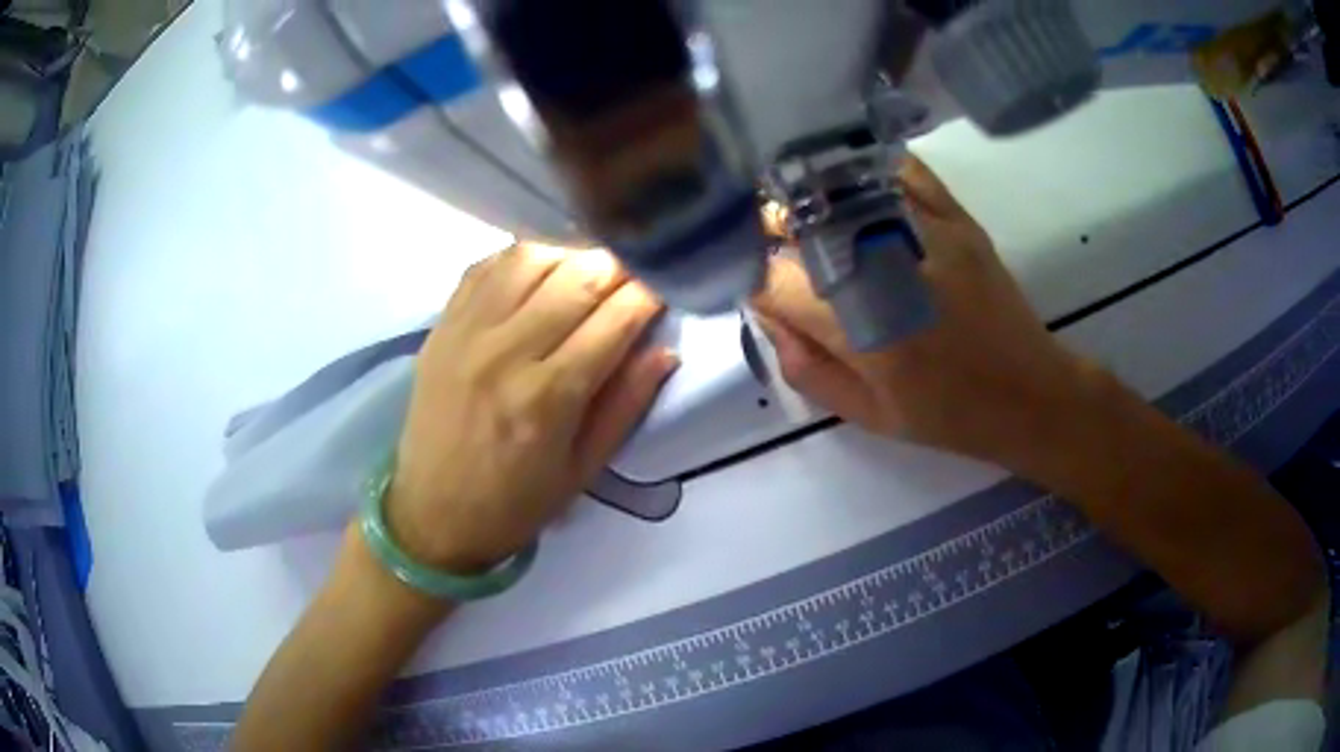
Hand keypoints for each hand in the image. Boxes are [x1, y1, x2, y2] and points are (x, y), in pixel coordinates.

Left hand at [386, 244, 677, 571]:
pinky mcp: (442, 325)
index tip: (667, 287)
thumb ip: (626, 405)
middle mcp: (506, 352)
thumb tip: (666, 349)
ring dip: (572, 255)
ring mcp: (467, 332)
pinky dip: (523, 257)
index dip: (650, 294)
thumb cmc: (514, 504)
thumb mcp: (583, 470)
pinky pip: (487, 266)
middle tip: (637, 273)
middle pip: (577, 278)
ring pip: (532, 258)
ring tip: (589, 272)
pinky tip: (541, 271)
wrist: (431, 514)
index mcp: (548, 398)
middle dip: (620, 266)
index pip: (614, 319)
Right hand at [752, 156, 1092, 467]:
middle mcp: (889, 268)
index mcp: (864, 331)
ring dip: (811, 199)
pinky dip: (866, 174)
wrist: (1029, 393)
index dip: (749, 277)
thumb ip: (803, 364)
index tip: (757, 287)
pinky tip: (856, 193)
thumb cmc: (946, 415)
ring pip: (841, 186)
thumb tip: (766, 309)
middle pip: (798, 219)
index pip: (772, 277)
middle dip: (771, 233)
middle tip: (781, 255)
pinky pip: (898, 170)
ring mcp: (927, 231)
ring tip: (812, 221)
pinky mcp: (956, 215)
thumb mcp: (865, 413)